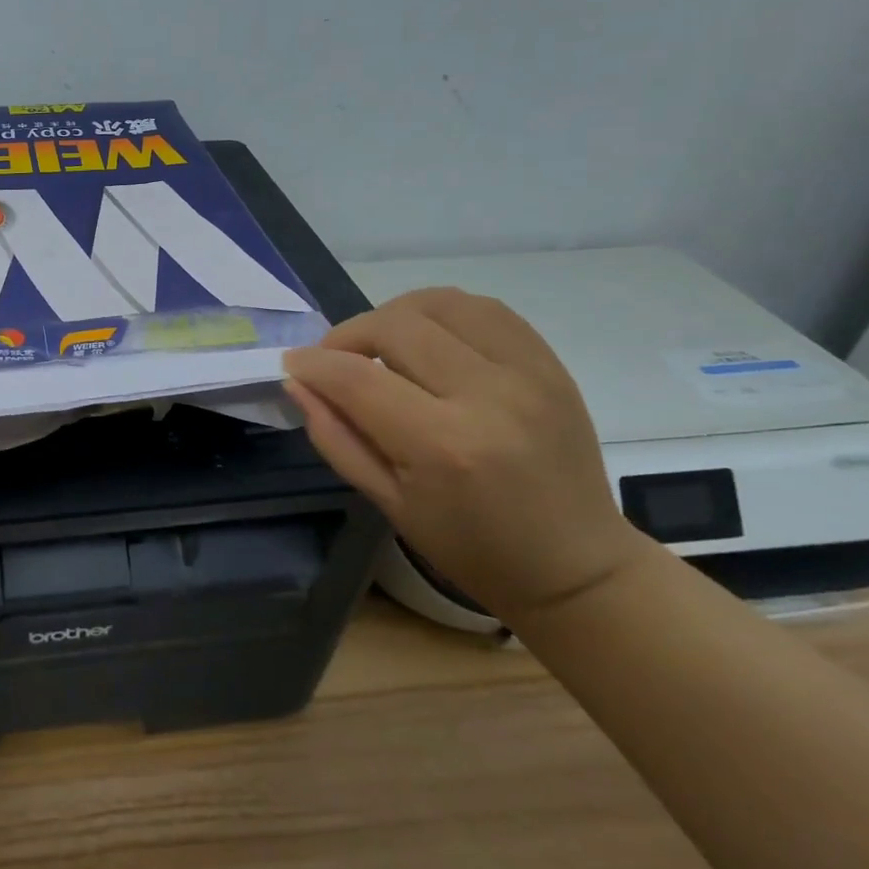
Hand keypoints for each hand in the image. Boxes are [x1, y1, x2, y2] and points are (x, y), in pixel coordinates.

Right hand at [283, 287, 645, 622]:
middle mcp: (488, 397)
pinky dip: (441, 313)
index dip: (314, 364)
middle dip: (349, 335)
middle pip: (396, 327)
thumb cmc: (471, 548)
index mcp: (444, 447)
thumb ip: (336, 437)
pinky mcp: (550, 364)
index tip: (293, 364)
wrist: (575, 565)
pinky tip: (428, 338)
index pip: (358, 379)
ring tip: (381, 345)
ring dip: (394, 315)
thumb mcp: (388, 504)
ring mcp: (527, 374)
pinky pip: (485, 309)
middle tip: (335, 360)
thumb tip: (298, 382)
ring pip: (439, 304)